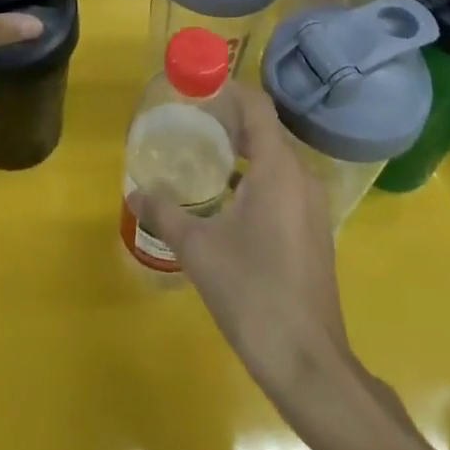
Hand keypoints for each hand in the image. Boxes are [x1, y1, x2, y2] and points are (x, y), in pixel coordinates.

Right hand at [131, 82, 353, 405]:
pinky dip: (255, 177)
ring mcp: (311, 206)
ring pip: (275, 159)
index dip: (229, 90)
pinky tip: (225, 199)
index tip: (197, 86)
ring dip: (242, 150)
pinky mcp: (312, 231)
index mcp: (278, 168)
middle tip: (189, 120)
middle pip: (266, 130)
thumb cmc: (253, 293)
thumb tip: (136, 191)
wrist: (308, 363)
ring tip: (202, 153)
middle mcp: (301, 177)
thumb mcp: (198, 249)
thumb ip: (165, 213)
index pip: (257, 107)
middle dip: (229, 120)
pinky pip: (282, 184)